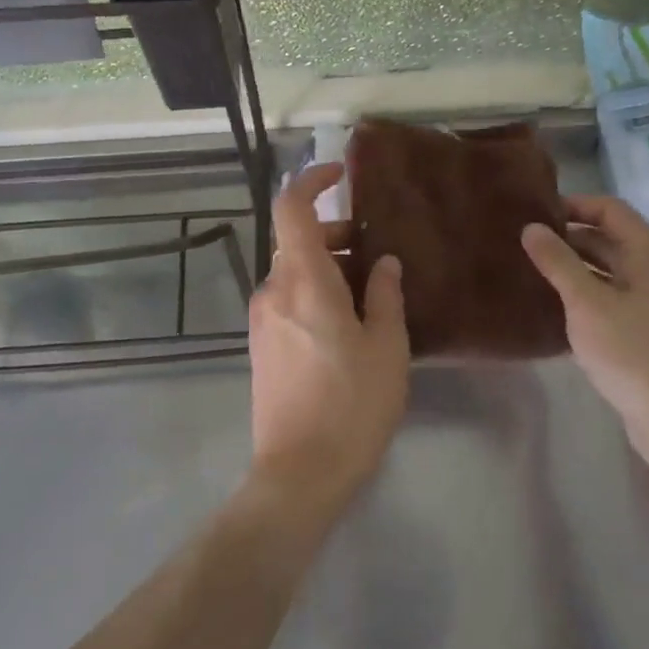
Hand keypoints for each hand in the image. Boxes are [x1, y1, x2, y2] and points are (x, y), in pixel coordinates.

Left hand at [247, 163, 408, 511]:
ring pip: (294, 271)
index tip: (340, 173)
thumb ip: (384, 295)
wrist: (298, 475)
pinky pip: (289, 298)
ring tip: (371, 293)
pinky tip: (348, 323)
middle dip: (336, 234)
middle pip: (297, 240)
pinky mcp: (263, 344)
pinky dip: (316, 291)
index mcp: (303, 280)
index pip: (291, 208)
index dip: (312, 180)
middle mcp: (274, 290)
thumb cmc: (351, 405)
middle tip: (377, 254)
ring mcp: (263, 318)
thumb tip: (384, 263)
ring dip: (329, 267)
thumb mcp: (386, 347)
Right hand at [521, 195, 648, 447]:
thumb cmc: (631, 351)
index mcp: (648, 253)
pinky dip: (584, 291)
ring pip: (608, 268)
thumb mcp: (586, 302)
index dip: (575, 205)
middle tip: (527, 241)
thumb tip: (530, 227)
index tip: (537, 214)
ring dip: (575, 265)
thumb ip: (557, 261)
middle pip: (609, 238)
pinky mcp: (646, 328)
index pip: (610, 209)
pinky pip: (610, 294)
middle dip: (569, 236)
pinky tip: (555, 303)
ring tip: (533, 268)